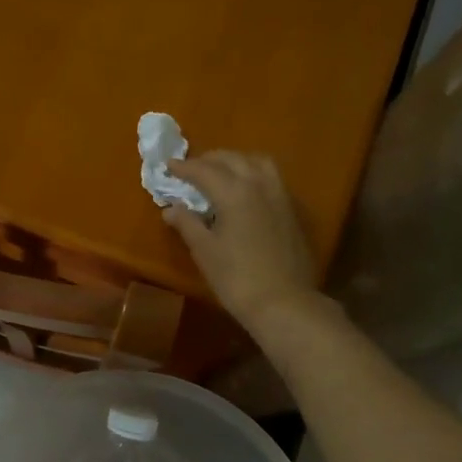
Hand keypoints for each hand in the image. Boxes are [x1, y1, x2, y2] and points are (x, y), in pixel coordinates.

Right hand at [163, 152, 319, 330]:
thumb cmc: (237, 278)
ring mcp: (280, 196)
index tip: (169, 166)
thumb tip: (171, 208)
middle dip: (209, 160)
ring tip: (222, 173)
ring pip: (257, 163)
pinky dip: (253, 175)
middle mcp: (259, 185)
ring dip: (236, 161)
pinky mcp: (292, 210)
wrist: (284, 302)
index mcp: (234, 192)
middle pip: (232, 159)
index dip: (184, 167)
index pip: (204, 170)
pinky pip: (271, 179)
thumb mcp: (205, 251)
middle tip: (192, 169)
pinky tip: (246, 191)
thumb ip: (187, 224)